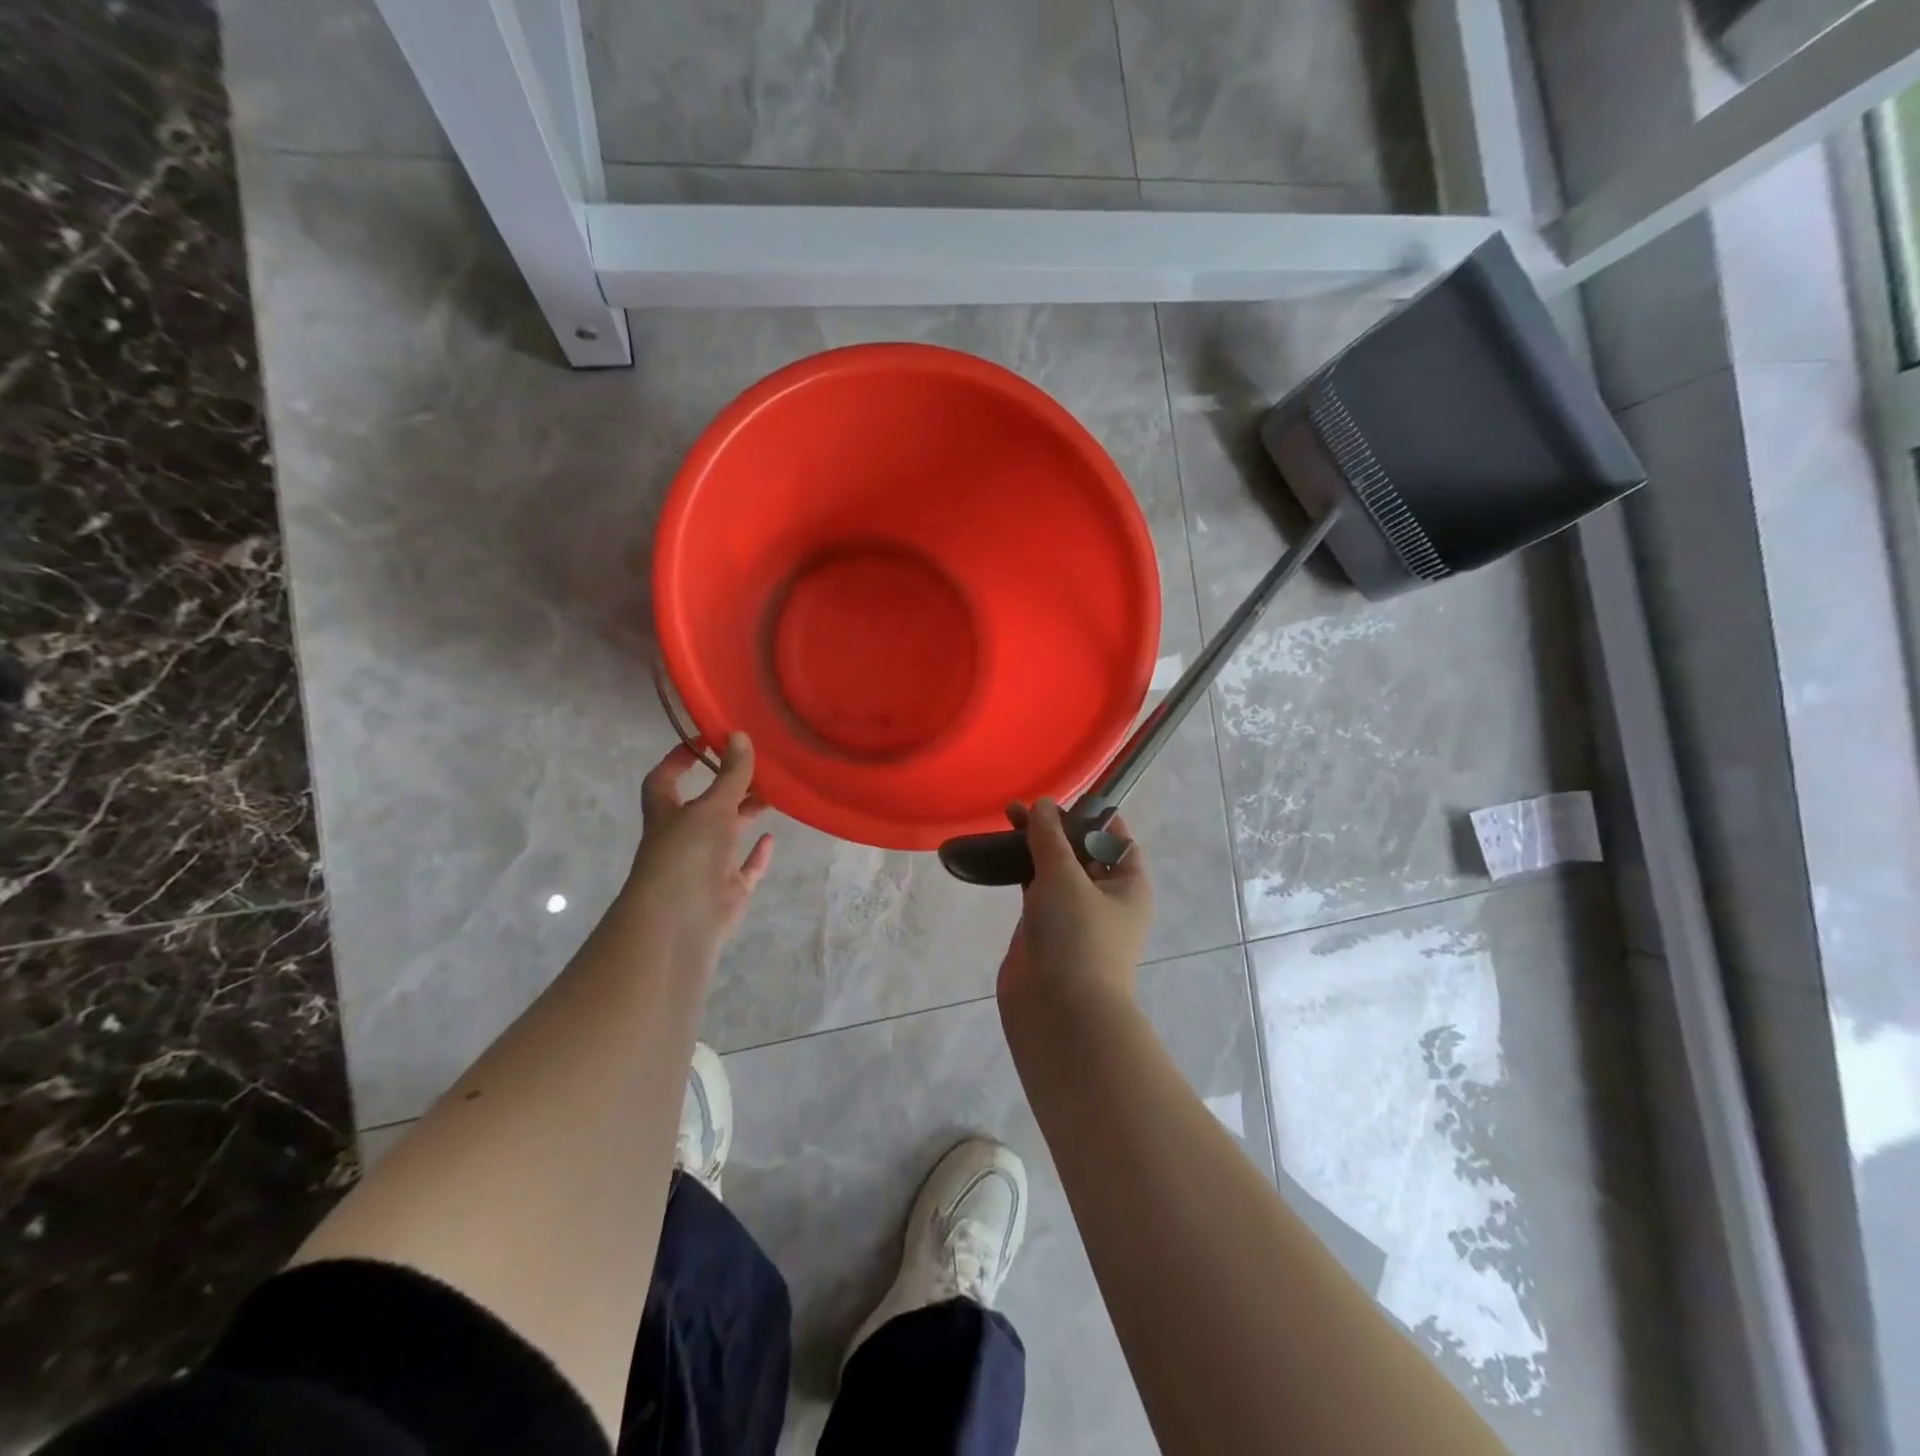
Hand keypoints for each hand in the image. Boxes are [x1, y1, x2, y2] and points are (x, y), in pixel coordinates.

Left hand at [622, 733, 773, 964]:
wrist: (681, 920)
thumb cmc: (686, 853)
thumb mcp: (712, 807)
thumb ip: (731, 774)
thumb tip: (740, 735)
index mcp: (667, 814)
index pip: (664, 779)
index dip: (679, 759)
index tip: (705, 740)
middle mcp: (683, 837)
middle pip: (704, 805)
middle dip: (727, 786)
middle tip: (757, 765)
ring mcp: (705, 865)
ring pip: (727, 834)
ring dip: (746, 815)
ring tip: (773, 793)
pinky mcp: (726, 890)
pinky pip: (744, 869)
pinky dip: (757, 854)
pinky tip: (772, 838)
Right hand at [996, 798, 1151, 1008]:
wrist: (1057, 1011)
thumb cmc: (1076, 936)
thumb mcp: (1065, 877)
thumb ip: (1050, 837)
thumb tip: (1042, 805)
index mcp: (1128, 886)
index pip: (1117, 841)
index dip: (1094, 817)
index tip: (1065, 799)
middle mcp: (1105, 899)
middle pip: (1082, 852)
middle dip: (1056, 828)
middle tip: (1024, 807)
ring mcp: (1072, 916)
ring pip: (1055, 870)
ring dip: (1035, 846)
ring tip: (1008, 819)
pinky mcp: (1044, 929)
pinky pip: (1035, 890)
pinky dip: (1021, 870)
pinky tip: (1000, 853)